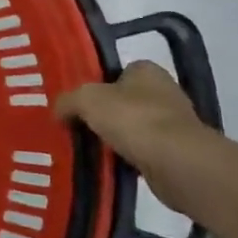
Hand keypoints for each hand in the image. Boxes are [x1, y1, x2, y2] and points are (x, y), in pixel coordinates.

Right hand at [56, 61, 211, 210]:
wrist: (177, 163)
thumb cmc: (133, 119)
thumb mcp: (86, 100)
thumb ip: (68, 101)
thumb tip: (59, 112)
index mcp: (146, 70)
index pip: (116, 72)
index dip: (96, 84)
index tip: (79, 102)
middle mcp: (164, 92)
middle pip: (124, 101)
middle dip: (105, 114)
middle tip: (78, 126)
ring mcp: (174, 124)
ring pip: (133, 129)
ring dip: (117, 139)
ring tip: (90, 149)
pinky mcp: (178, 154)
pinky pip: (143, 153)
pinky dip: (128, 159)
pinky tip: (110, 166)